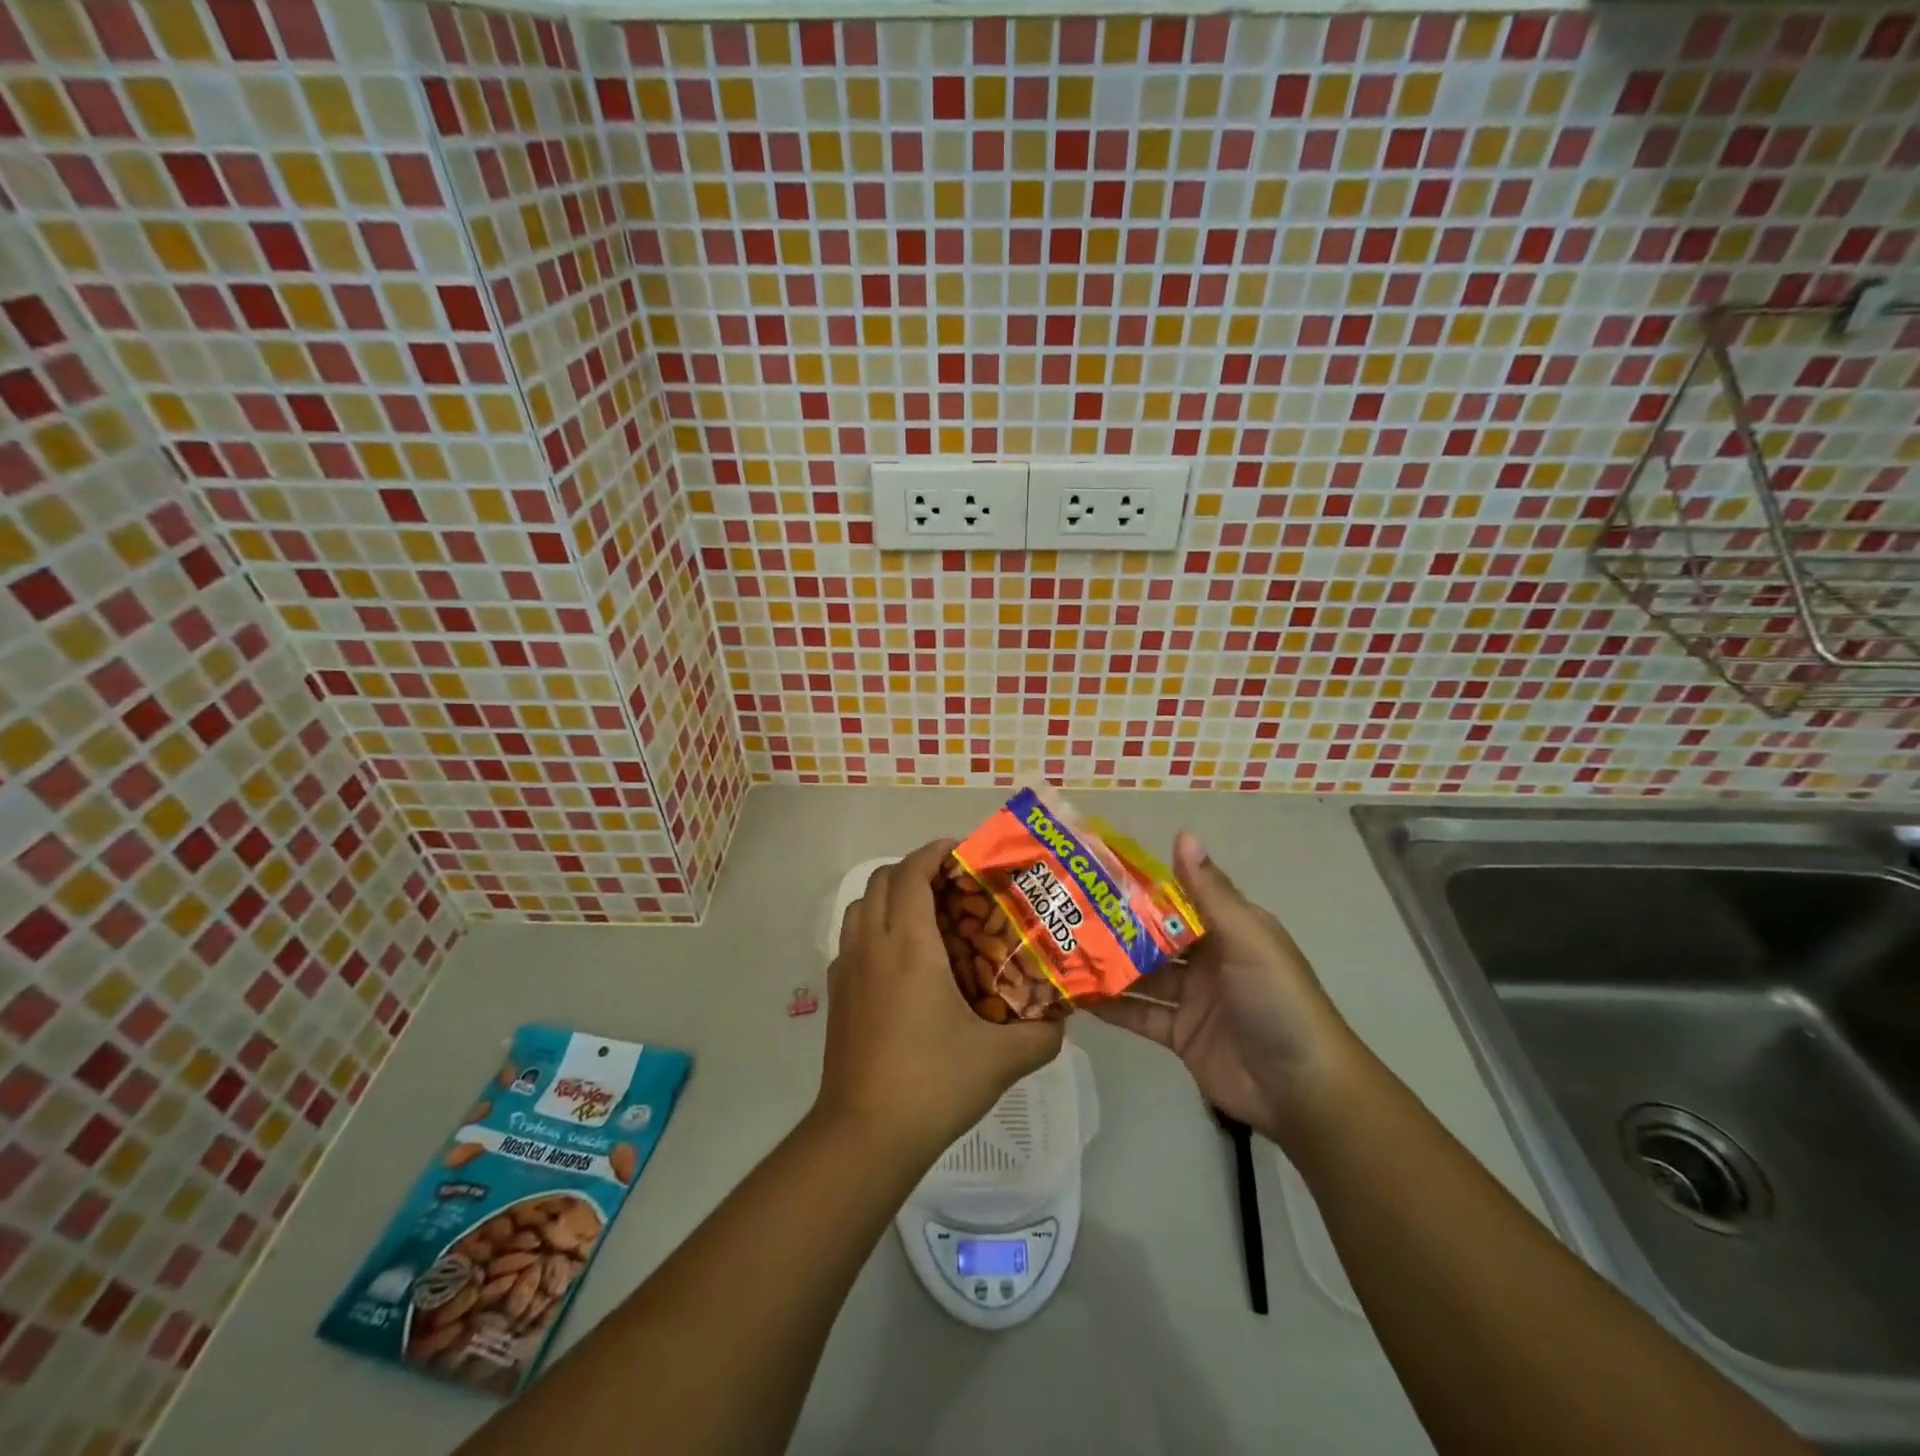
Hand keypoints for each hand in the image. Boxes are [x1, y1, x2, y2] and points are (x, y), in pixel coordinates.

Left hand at [816, 840, 1064, 1162]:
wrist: (864, 1135)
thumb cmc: (933, 1084)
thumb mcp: (1001, 1060)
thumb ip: (1041, 1035)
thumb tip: (1061, 1020)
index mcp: (908, 945)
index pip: (912, 872)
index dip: (934, 852)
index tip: (962, 852)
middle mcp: (872, 946)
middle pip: (882, 880)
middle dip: (914, 869)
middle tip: (952, 883)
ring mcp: (847, 970)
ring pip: (860, 907)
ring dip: (890, 896)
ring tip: (926, 915)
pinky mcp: (836, 995)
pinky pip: (852, 940)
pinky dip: (875, 928)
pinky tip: (902, 961)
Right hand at [1092, 833, 1360, 1148]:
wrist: (1301, 1089)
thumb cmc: (1277, 1001)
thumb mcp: (1247, 939)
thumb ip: (1209, 891)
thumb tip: (1183, 833)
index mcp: (1228, 928)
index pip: (1178, 898)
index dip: (1141, 885)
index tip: (1096, 870)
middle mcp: (1208, 958)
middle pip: (1154, 936)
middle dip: (1115, 926)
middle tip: (1066, 911)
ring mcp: (1192, 998)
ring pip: (1142, 975)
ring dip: (1109, 965)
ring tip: (1062, 949)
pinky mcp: (1180, 1034)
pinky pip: (1139, 1015)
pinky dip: (1112, 1007)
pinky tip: (1076, 996)